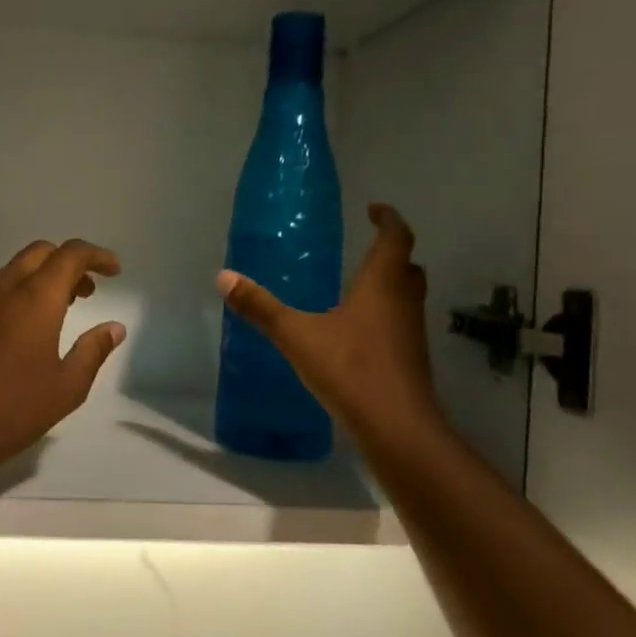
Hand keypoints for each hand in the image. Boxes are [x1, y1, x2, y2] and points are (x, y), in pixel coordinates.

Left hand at [0, 239, 127, 474]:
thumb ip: (94, 351)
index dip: (97, 256)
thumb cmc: (12, 411)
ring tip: (59, 313)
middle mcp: (2, 289)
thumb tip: (114, 328)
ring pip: (13, 271)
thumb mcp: (67, 387)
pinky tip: (20, 333)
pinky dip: (16, 296)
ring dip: (41, 279)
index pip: (70, 254)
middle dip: (68, 263)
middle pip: (39, 253)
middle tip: (88, 293)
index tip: (115, 271)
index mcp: (35, 298)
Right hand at [216, 204, 449, 453]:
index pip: (396, 237)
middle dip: (390, 252)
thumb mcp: (297, 335)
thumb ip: (261, 307)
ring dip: (390, 283)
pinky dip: (385, 314)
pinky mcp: (410, 358)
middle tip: (366, 246)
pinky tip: (357, 330)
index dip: (388, 219)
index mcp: (382, 284)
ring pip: (407, 295)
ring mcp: (411, 332)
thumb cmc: (350, 369)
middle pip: (407, 265)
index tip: (374, 209)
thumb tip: (224, 277)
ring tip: (358, 284)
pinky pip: (400, 322)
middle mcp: (404, 301)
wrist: (397, 427)